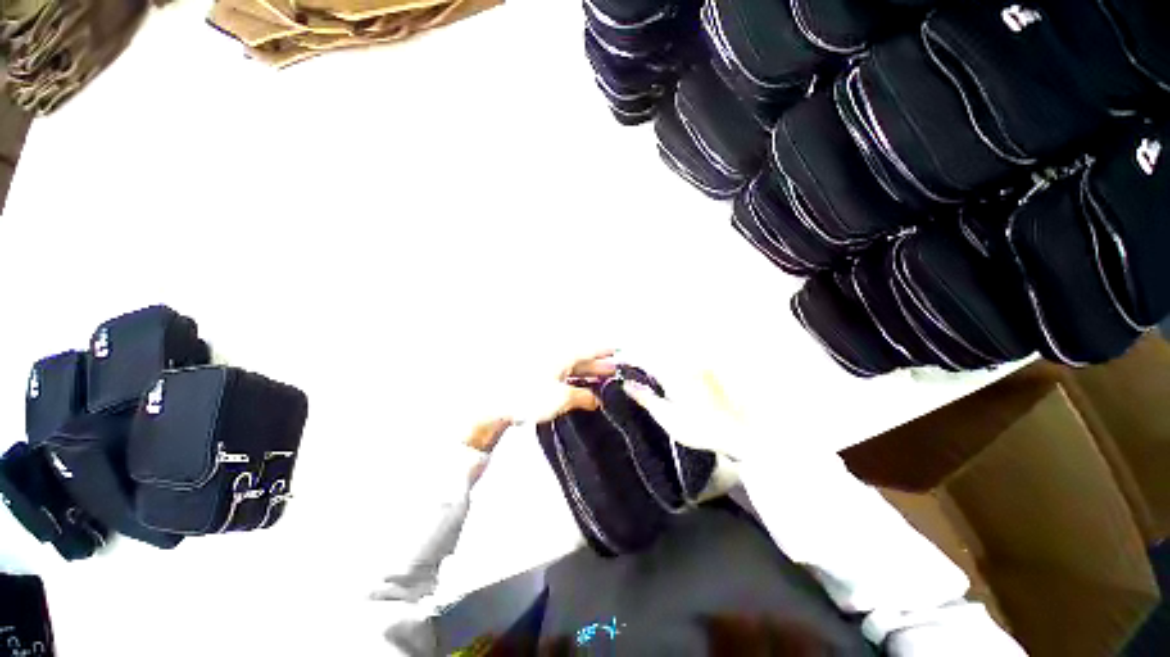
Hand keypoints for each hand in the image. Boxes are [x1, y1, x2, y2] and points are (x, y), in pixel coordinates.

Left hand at [463, 349, 618, 452]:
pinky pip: (563, 375)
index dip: (604, 350)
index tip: (618, 349)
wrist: (496, 402)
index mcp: (562, 358)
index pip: (588, 351)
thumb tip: (598, 399)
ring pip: (572, 367)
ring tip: (601, 379)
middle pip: (581, 359)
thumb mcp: (561, 398)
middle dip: (598, 364)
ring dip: (587, 372)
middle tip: (614, 368)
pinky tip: (580, 387)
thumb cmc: (529, 397)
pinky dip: (574, 379)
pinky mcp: (538, 378)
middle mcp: (555, 358)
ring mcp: (546, 368)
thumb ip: (582, 397)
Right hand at [618, 349, 755, 461]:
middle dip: (639, 349)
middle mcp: (685, 362)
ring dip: (653, 349)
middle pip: (655, 347)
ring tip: (642, 359)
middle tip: (626, 357)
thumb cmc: (703, 429)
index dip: (628, 357)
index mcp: (673, 374)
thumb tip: (627, 384)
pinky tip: (665, 364)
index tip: (616, 359)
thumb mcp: (669, 419)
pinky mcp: (707, 366)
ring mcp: (697, 362)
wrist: (741, 431)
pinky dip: (668, 354)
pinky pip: (682, 353)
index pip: (644, 358)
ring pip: (669, 347)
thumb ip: (646, 398)